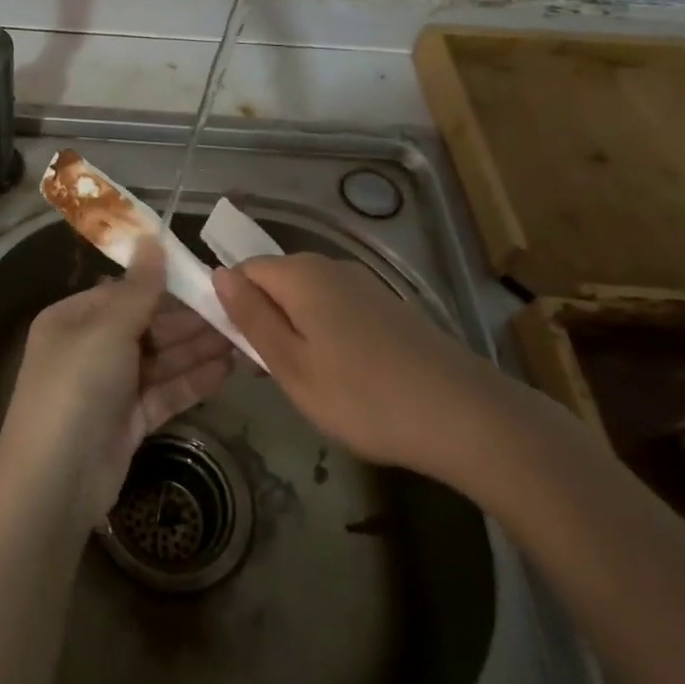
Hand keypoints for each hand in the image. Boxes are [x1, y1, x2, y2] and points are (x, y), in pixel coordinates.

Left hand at [0, 237, 236, 531]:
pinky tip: (229, 369)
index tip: (208, 279)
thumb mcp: (107, 330)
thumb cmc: (76, 388)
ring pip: (160, 359)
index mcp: (74, 318)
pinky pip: (165, 392)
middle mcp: (90, 347)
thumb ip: (138, 288)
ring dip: (198, 349)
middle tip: (239, 311)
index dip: (166, 286)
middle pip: (147, 326)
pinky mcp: (128, 421)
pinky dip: (194, 381)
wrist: (55, 482)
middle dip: (190, 320)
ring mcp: (110, 386)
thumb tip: (152, 238)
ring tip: (245, 337)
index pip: (125, 292)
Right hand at [213, 253, 514, 479]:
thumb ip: (251, 317)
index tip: (239, 350)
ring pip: (307, 297)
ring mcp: (364, 284)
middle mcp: (330, 267)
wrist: (466, 416)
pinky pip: (337, 309)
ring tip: (310, 381)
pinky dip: (327, 334)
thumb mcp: (291, 365)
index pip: (243, 270)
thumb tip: (218, 274)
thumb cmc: (363, 397)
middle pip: (276, 281)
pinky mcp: (388, 306)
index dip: (232, 305)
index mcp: (300, 275)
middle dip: (265, 319)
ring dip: (296, 330)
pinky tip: (346, 376)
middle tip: (273, 373)